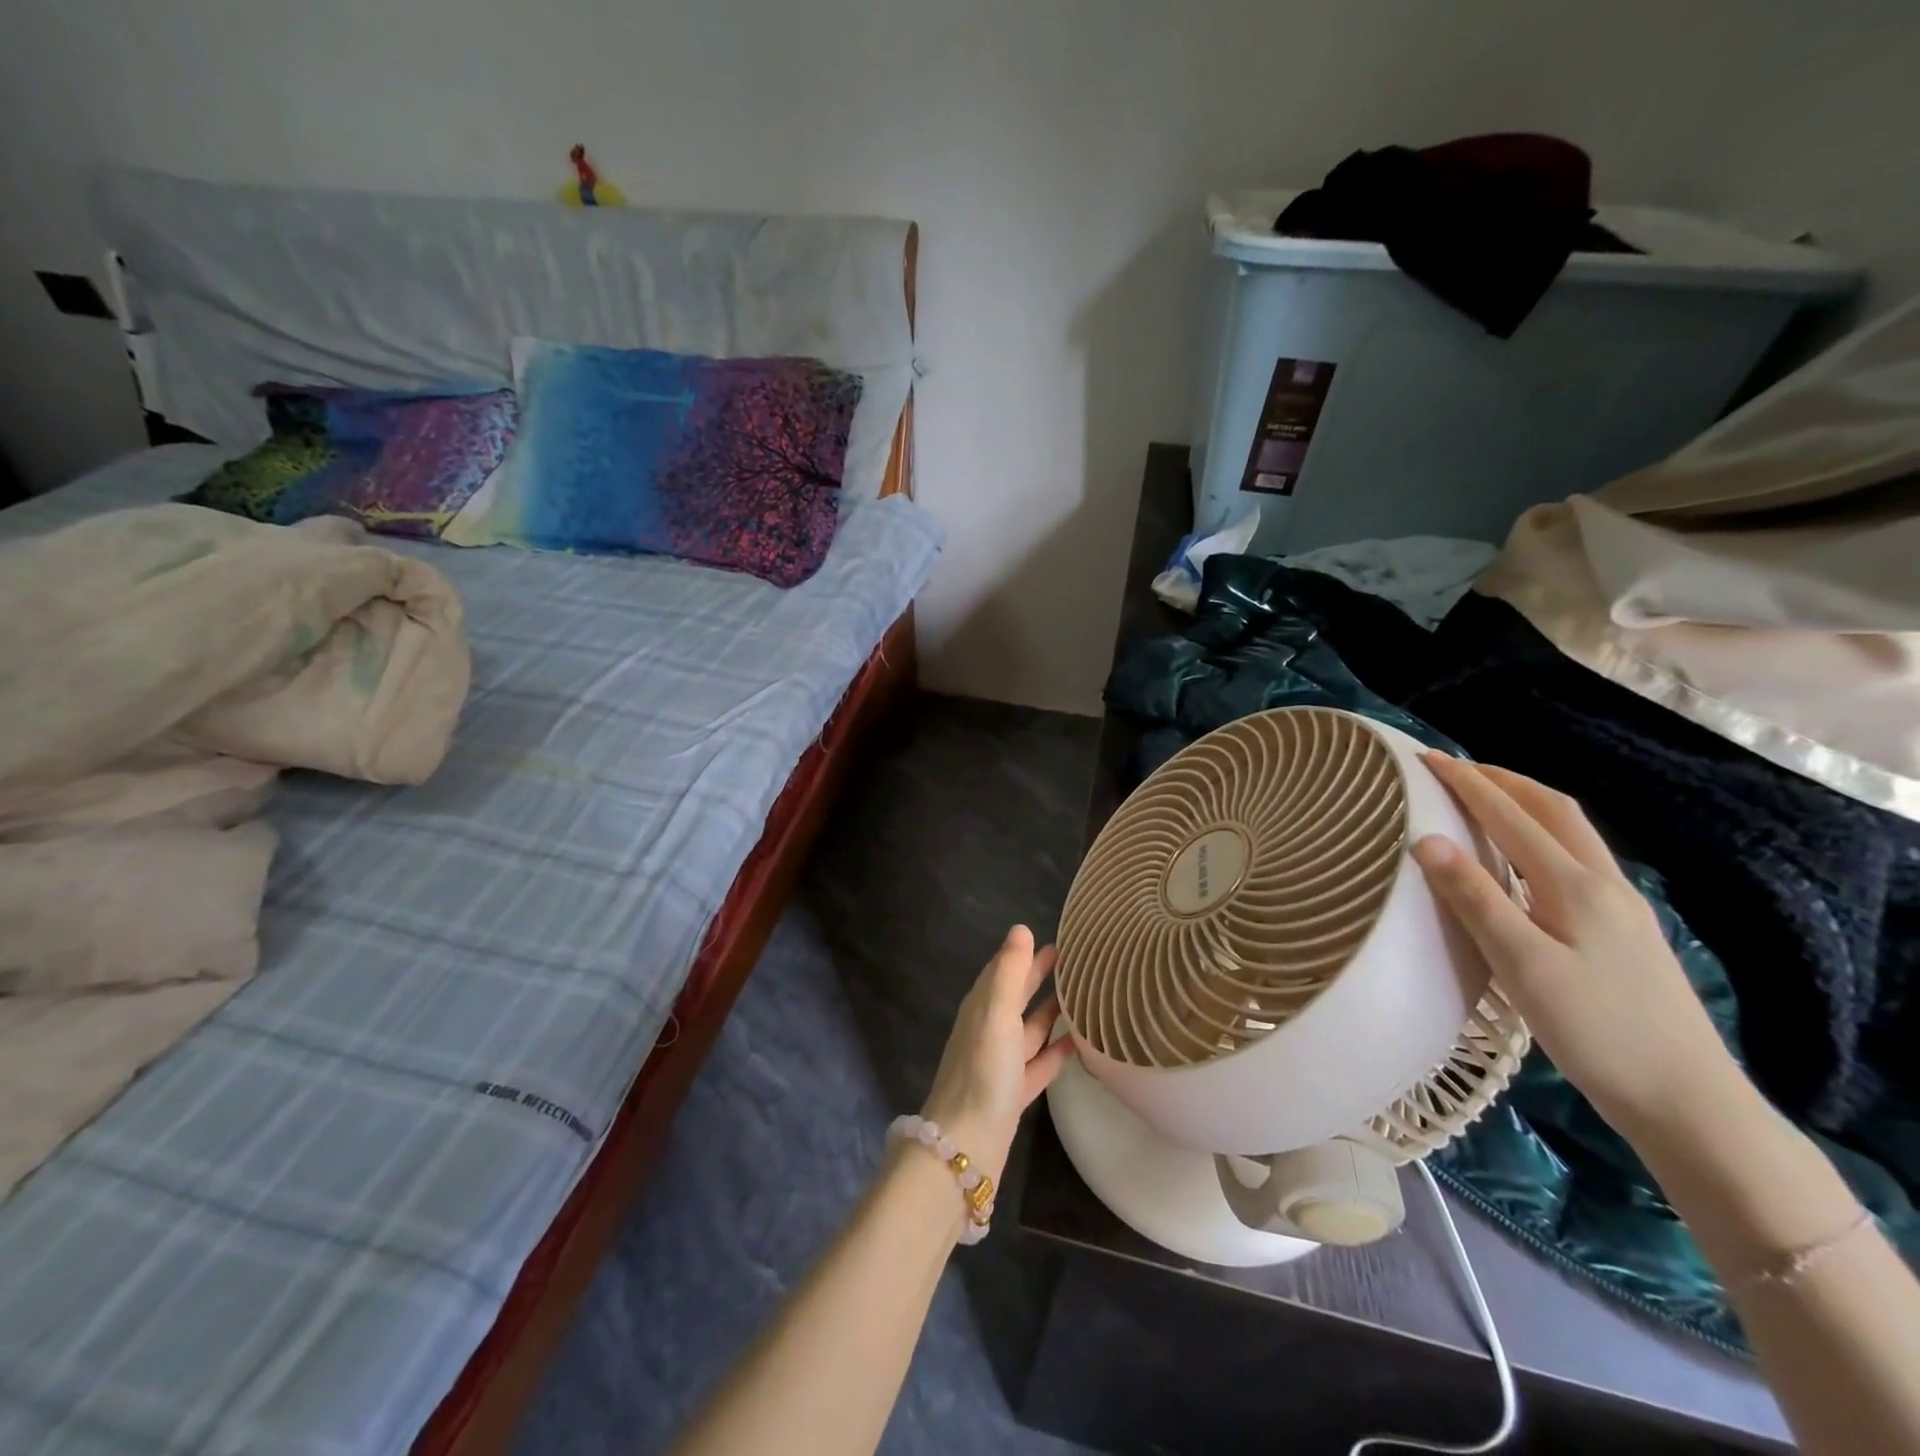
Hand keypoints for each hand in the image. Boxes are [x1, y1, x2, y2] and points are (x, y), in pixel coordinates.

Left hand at [918, 925, 1076, 1186]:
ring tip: (1084, 996)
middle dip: (1039, 977)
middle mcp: (989, 1030)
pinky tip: (1080, 1044)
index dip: (1025, 953)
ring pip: (1030, 1029)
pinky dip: (1057, 1051)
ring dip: (1051, 1012)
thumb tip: (1021, 928)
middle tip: (1075, 960)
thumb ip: (1009, 972)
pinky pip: (1040, 1063)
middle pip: (1017, 996)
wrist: (967, 1144)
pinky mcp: (1015, 1092)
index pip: (1004, 969)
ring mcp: (1001, 1063)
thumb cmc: (983, 1071)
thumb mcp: (996, 1014)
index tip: (1058, 939)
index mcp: (981, 1008)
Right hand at [1410, 753, 1740, 1138]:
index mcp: (1575, 885)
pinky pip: (1577, 859)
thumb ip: (1475, 898)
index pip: (1512, 815)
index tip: (1425, 759)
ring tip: (1485, 800)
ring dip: (1525, 804)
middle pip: (1554, 810)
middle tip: (1456, 770)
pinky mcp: (1624, 931)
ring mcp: (1621, 907)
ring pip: (1571, 833)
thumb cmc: (1595, 1031)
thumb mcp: (1522, 965)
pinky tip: (1525, 859)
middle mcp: (1603, 883)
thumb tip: (1426, 839)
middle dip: (1503, 781)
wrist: (1688, 1101)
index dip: (1467, 783)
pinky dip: (1541, 835)